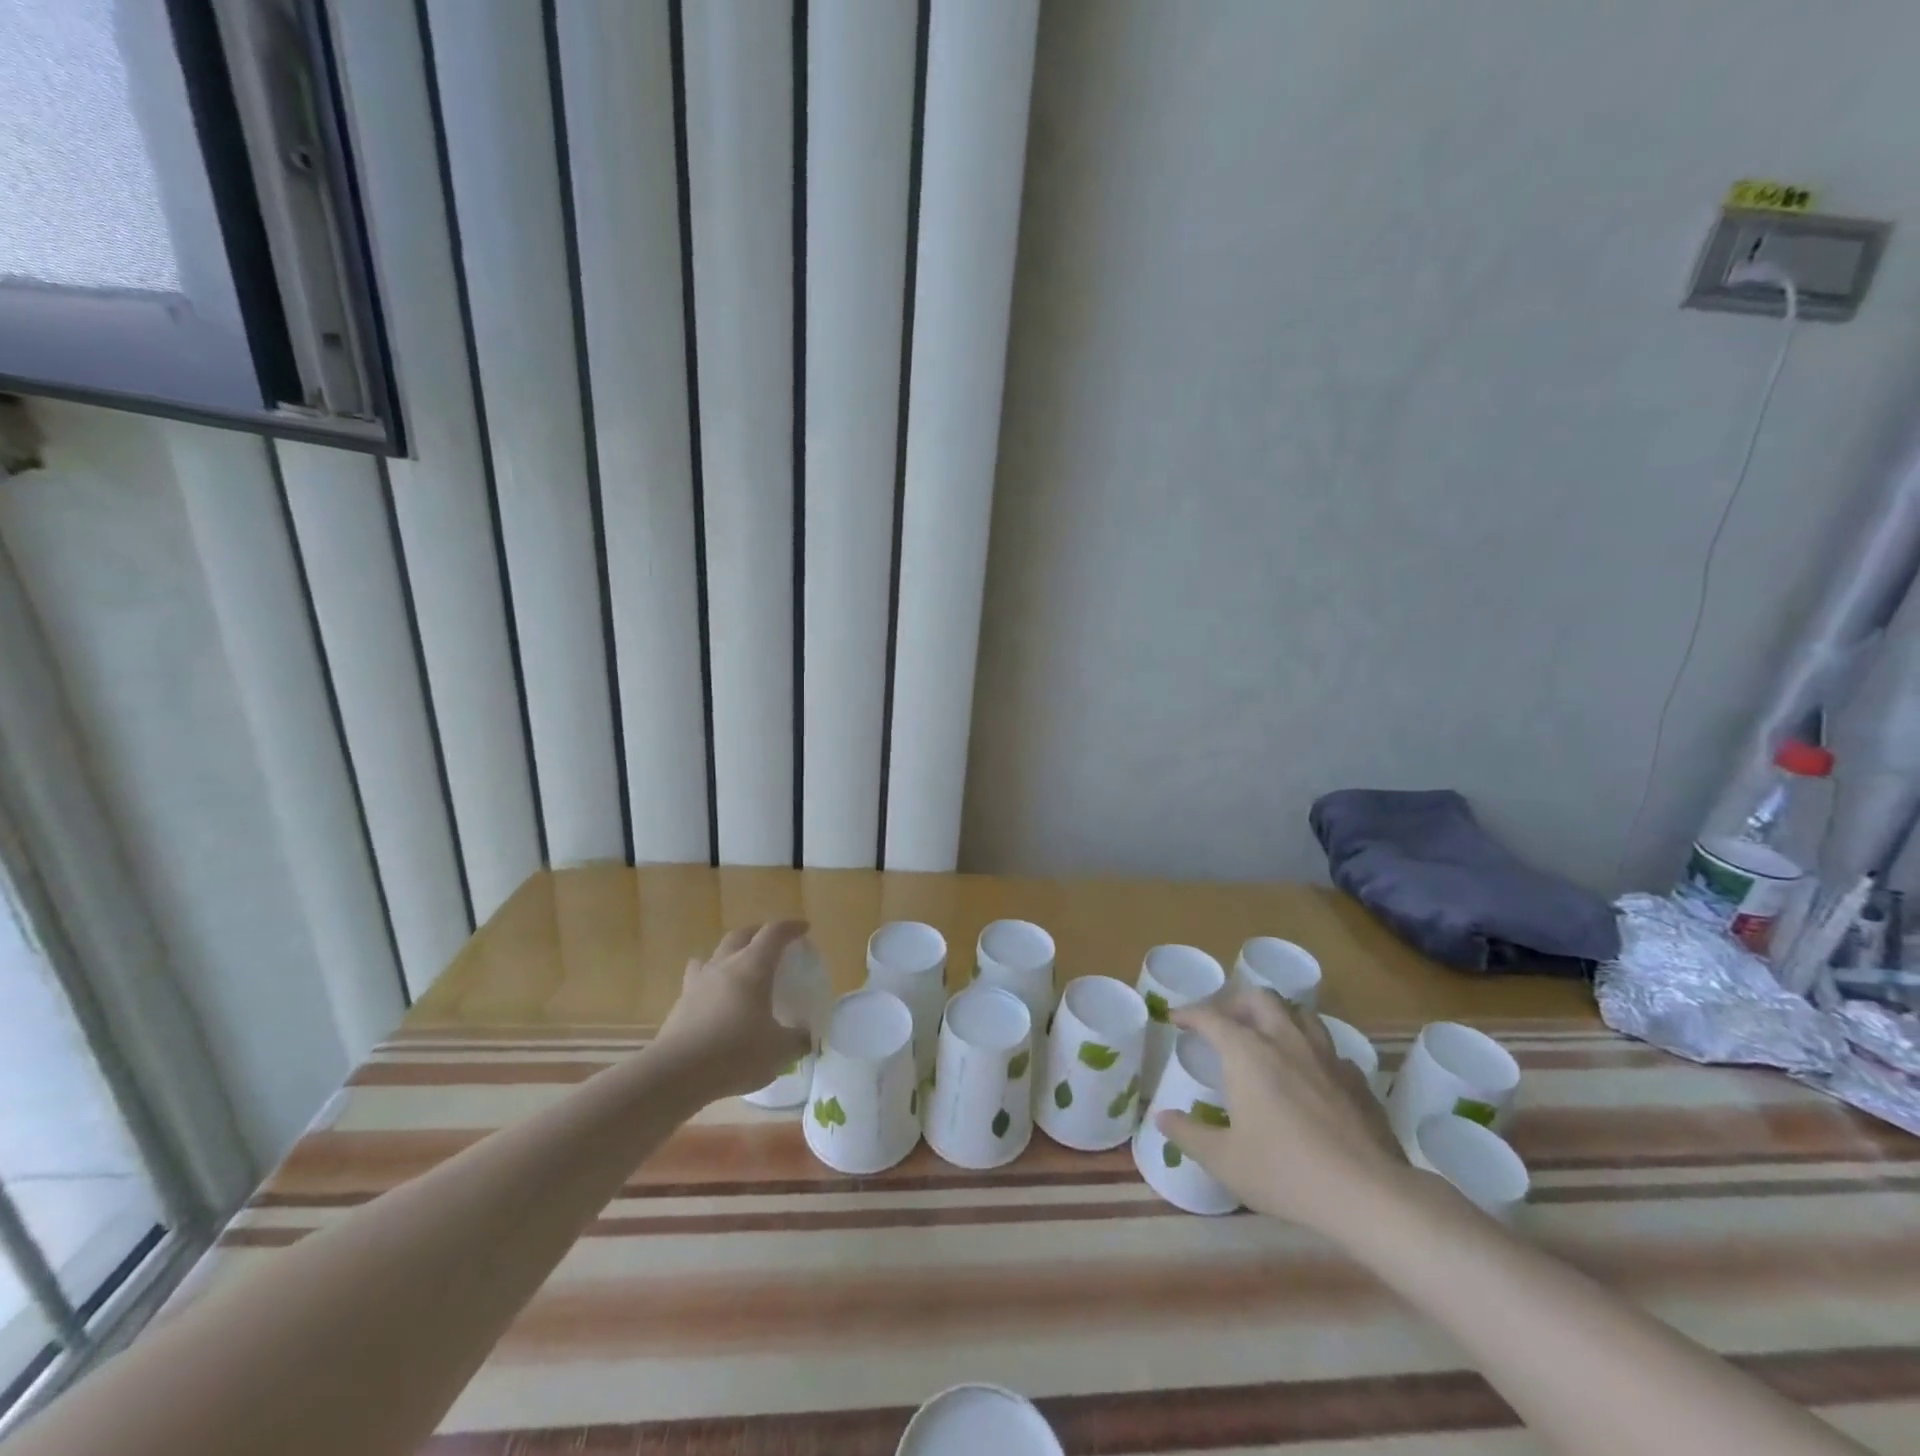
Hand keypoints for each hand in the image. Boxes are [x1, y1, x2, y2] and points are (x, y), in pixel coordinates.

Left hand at [650, 922, 811, 1100]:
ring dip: (730, 953)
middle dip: (759, 933)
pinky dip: (710, 981)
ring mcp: (698, 983)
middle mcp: (724, 966)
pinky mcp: (681, 1003)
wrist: (675, 1074)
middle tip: (773, 943)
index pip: (774, 933)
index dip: (790, 928)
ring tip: (739, 966)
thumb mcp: (778, 1051)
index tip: (804, 929)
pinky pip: (697, 979)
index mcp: (753, 967)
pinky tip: (714, 997)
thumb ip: (796, 1040)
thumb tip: (805, 1038)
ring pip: (715, 954)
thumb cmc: (735, 1053)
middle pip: (741, 935)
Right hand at [1155, 986, 1408, 1234]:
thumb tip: (1162, 1116)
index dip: (1189, 1013)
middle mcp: (1286, 1041)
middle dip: (1236, 1003)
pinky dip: (1311, 1052)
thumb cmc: (1285, 1172)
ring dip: (1277, 1017)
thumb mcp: (1224, 1160)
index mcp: (1248, 1052)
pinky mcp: (1357, 1080)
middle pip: (1259, 999)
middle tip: (1223, 1022)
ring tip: (1267, 1037)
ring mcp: (1326, 1057)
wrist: (1369, 1194)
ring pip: (1300, 1015)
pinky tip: (1310, 1075)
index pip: (1211, 1017)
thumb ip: (1189, 1134)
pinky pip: (1329, 1050)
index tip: (1175, 1018)